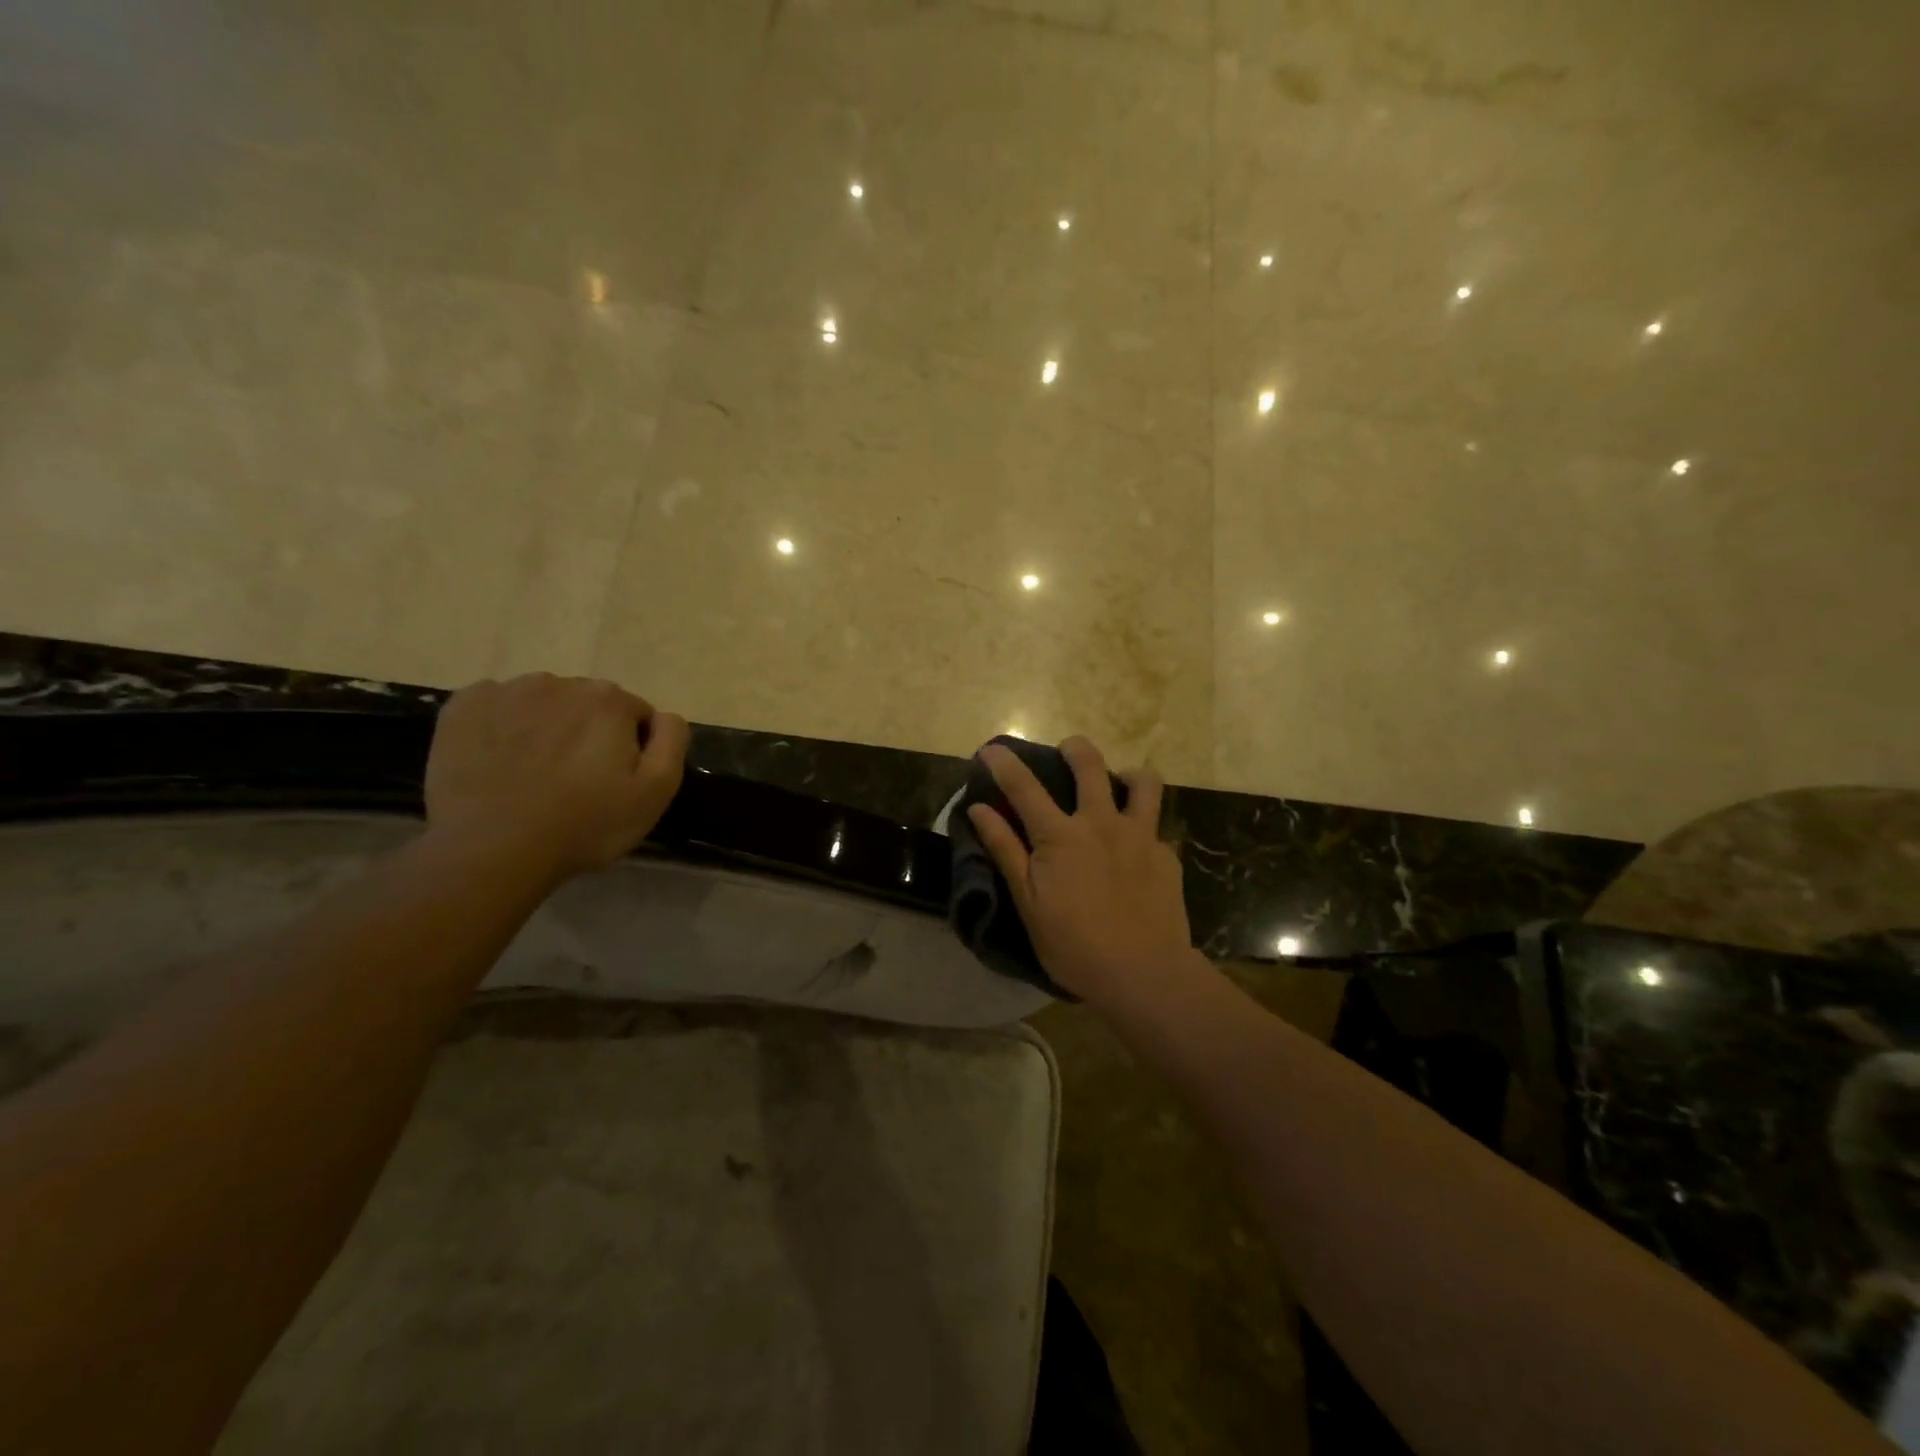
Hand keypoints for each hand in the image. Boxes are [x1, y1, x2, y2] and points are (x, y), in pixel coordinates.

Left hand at [424, 674, 688, 879]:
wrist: (491, 850)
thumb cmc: (585, 825)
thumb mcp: (656, 792)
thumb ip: (672, 742)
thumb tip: (665, 716)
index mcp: (610, 700)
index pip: (636, 715)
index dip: (631, 749)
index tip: (614, 782)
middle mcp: (560, 682)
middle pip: (588, 704)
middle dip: (588, 733)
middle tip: (576, 781)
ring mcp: (507, 691)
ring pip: (543, 703)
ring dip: (547, 727)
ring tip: (535, 773)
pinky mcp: (462, 707)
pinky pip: (496, 707)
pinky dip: (502, 727)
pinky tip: (500, 762)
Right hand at [966, 737, 1196, 1003]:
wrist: (1144, 973)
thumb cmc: (1075, 945)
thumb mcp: (1028, 903)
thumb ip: (1005, 850)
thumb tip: (978, 809)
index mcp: (1060, 835)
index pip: (1023, 787)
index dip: (1003, 763)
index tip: (991, 748)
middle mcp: (1101, 822)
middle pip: (1090, 765)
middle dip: (1075, 748)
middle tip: (1068, 751)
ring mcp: (1140, 835)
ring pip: (1143, 782)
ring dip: (1128, 775)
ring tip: (1119, 786)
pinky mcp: (1167, 855)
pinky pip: (1158, 826)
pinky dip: (1145, 827)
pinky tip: (1138, 851)